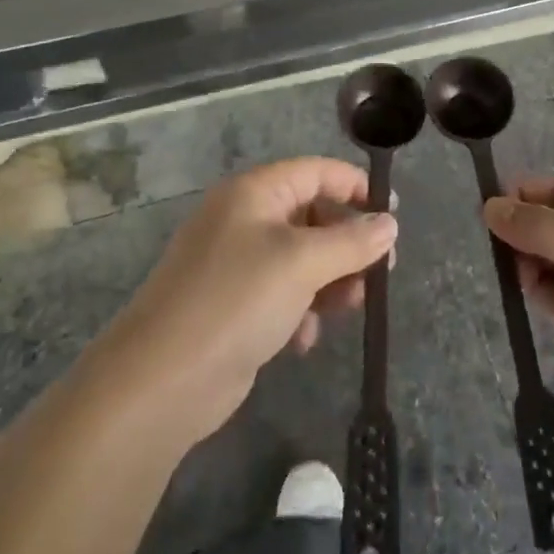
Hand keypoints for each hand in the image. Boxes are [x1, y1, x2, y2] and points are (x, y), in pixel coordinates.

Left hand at [94, 157, 397, 445]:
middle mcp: (244, 219)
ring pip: (301, 259)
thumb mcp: (302, 263)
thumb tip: (389, 224)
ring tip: (351, 307)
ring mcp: (236, 264)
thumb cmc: (237, 300)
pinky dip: (301, 310)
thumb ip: (351, 241)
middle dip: (347, 243)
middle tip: (380, 272)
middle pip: (312, 216)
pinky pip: (281, 294)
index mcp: (255, 193)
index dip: (356, 187)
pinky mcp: (233, 306)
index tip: (392, 216)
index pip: (317, 172)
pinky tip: (304, 339)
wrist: (161, 381)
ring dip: (330, 280)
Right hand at [482, 174, 553, 444]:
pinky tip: (536, 301)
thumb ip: (536, 224)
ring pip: (553, 257)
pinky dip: (544, 292)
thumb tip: (489, 207)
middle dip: (527, 235)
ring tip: (525, 282)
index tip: (490, 216)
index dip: (526, 197)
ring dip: (532, 265)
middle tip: (505, 256)